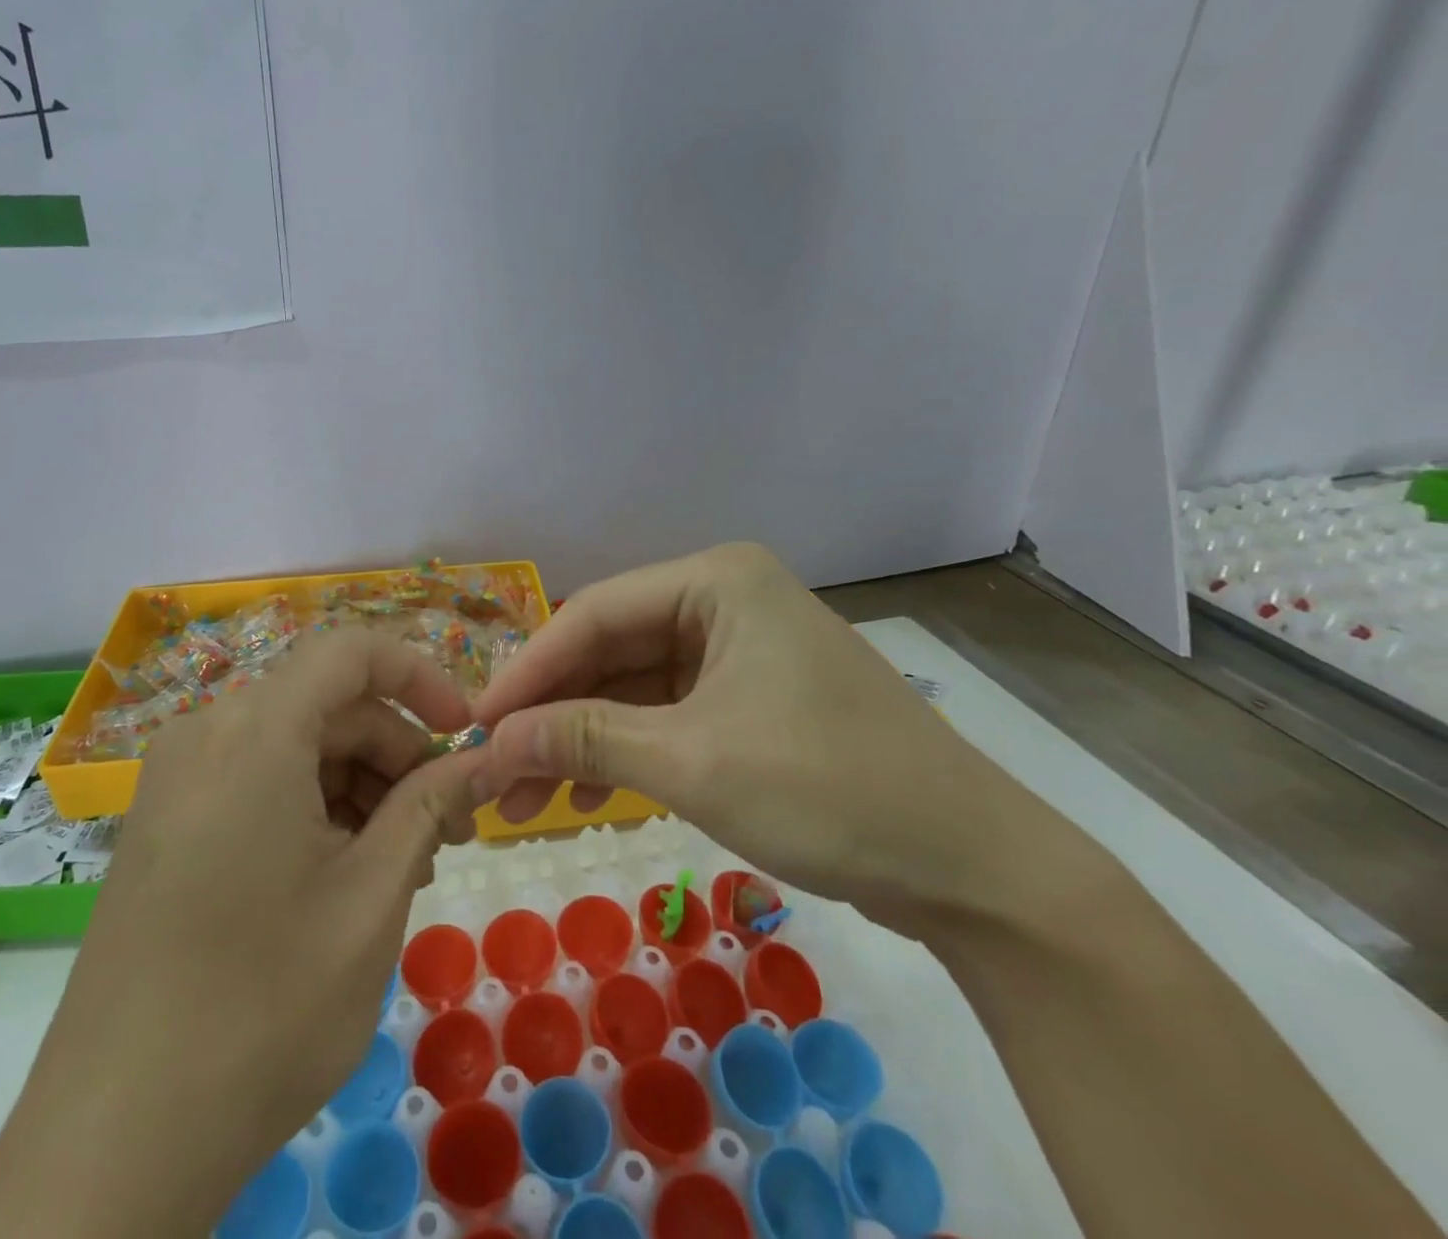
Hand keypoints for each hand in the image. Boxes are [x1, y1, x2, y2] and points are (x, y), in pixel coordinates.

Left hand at [5, 629, 485, 1234]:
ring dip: (362, 786)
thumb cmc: (264, 1006)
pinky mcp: (166, 826)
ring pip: (298, 746)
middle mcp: (207, 735)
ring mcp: (177, 782)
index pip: (352, 652)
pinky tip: (348, 874)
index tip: (466, 736)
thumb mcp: (373, 895)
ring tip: (405, 862)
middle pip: (328, 705)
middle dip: (398, 752)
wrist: (115, 1144)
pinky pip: (260, 782)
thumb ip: (433, 806)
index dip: (421, 677)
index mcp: (254, 731)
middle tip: (448, 825)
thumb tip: (487, 760)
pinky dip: (316, 808)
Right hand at [470, 543, 1043, 925]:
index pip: (592, 614)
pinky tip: (589, 795)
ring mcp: (739, 649)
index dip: (528, 672)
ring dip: (584, 739)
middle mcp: (724, 599)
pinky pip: (667, 711)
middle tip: (497, 773)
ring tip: (530, 801)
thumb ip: (584, 741)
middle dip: (553, 713)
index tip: (475, 726)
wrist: (971, 868)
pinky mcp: (751, 697)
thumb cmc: (829, 791)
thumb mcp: (691, 761)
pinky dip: (627, 750)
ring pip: (634, 685)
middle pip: (610, 648)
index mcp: (715, 580)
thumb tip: (492, 743)